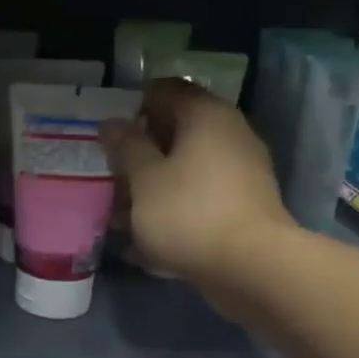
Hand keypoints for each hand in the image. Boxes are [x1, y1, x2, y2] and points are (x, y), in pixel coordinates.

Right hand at [99, 78, 288, 294]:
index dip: (133, 104)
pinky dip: (173, 208)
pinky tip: (146, 237)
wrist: (250, 267)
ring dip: (152, 185)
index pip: (166, 89)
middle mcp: (229, 134)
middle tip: (109, 172)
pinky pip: (199, 197)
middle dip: (140, 151)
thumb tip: (112, 122)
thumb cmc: (188, 213)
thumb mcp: (144, 178)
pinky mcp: (242, 206)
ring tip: (118, 213)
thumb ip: (126, 147)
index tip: (108, 130)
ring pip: (186, 168)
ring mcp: (240, 171)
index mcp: (205, 115)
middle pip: (177, 130)